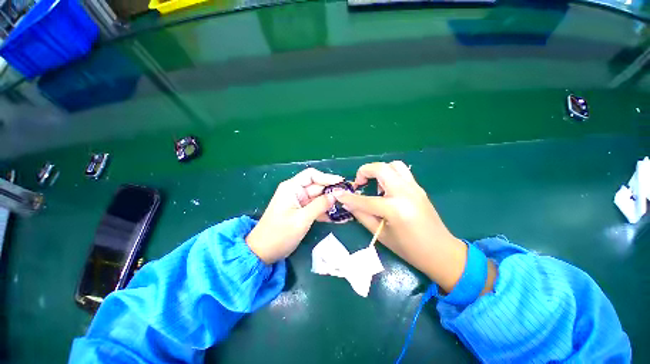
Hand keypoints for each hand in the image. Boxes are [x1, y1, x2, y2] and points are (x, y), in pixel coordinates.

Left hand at [246, 168, 342, 263]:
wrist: (263, 252)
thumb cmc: (279, 234)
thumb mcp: (302, 219)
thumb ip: (320, 205)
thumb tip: (336, 194)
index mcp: (292, 188)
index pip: (311, 175)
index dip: (327, 177)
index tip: (341, 182)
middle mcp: (295, 192)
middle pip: (317, 187)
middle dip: (332, 192)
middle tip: (348, 198)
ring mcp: (299, 202)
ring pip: (318, 198)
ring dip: (330, 203)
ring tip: (346, 208)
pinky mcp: (301, 212)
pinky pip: (315, 208)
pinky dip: (325, 212)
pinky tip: (337, 218)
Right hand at [334, 161, 492, 292]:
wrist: (441, 251)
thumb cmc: (409, 249)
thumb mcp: (381, 235)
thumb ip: (362, 215)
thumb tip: (348, 203)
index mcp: (395, 208)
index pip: (365, 199)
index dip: (348, 197)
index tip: (338, 194)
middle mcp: (405, 192)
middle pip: (380, 169)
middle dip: (364, 171)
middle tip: (359, 183)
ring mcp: (414, 187)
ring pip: (393, 165)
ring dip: (379, 171)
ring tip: (374, 185)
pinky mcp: (418, 188)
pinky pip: (401, 172)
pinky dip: (389, 174)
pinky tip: (386, 189)